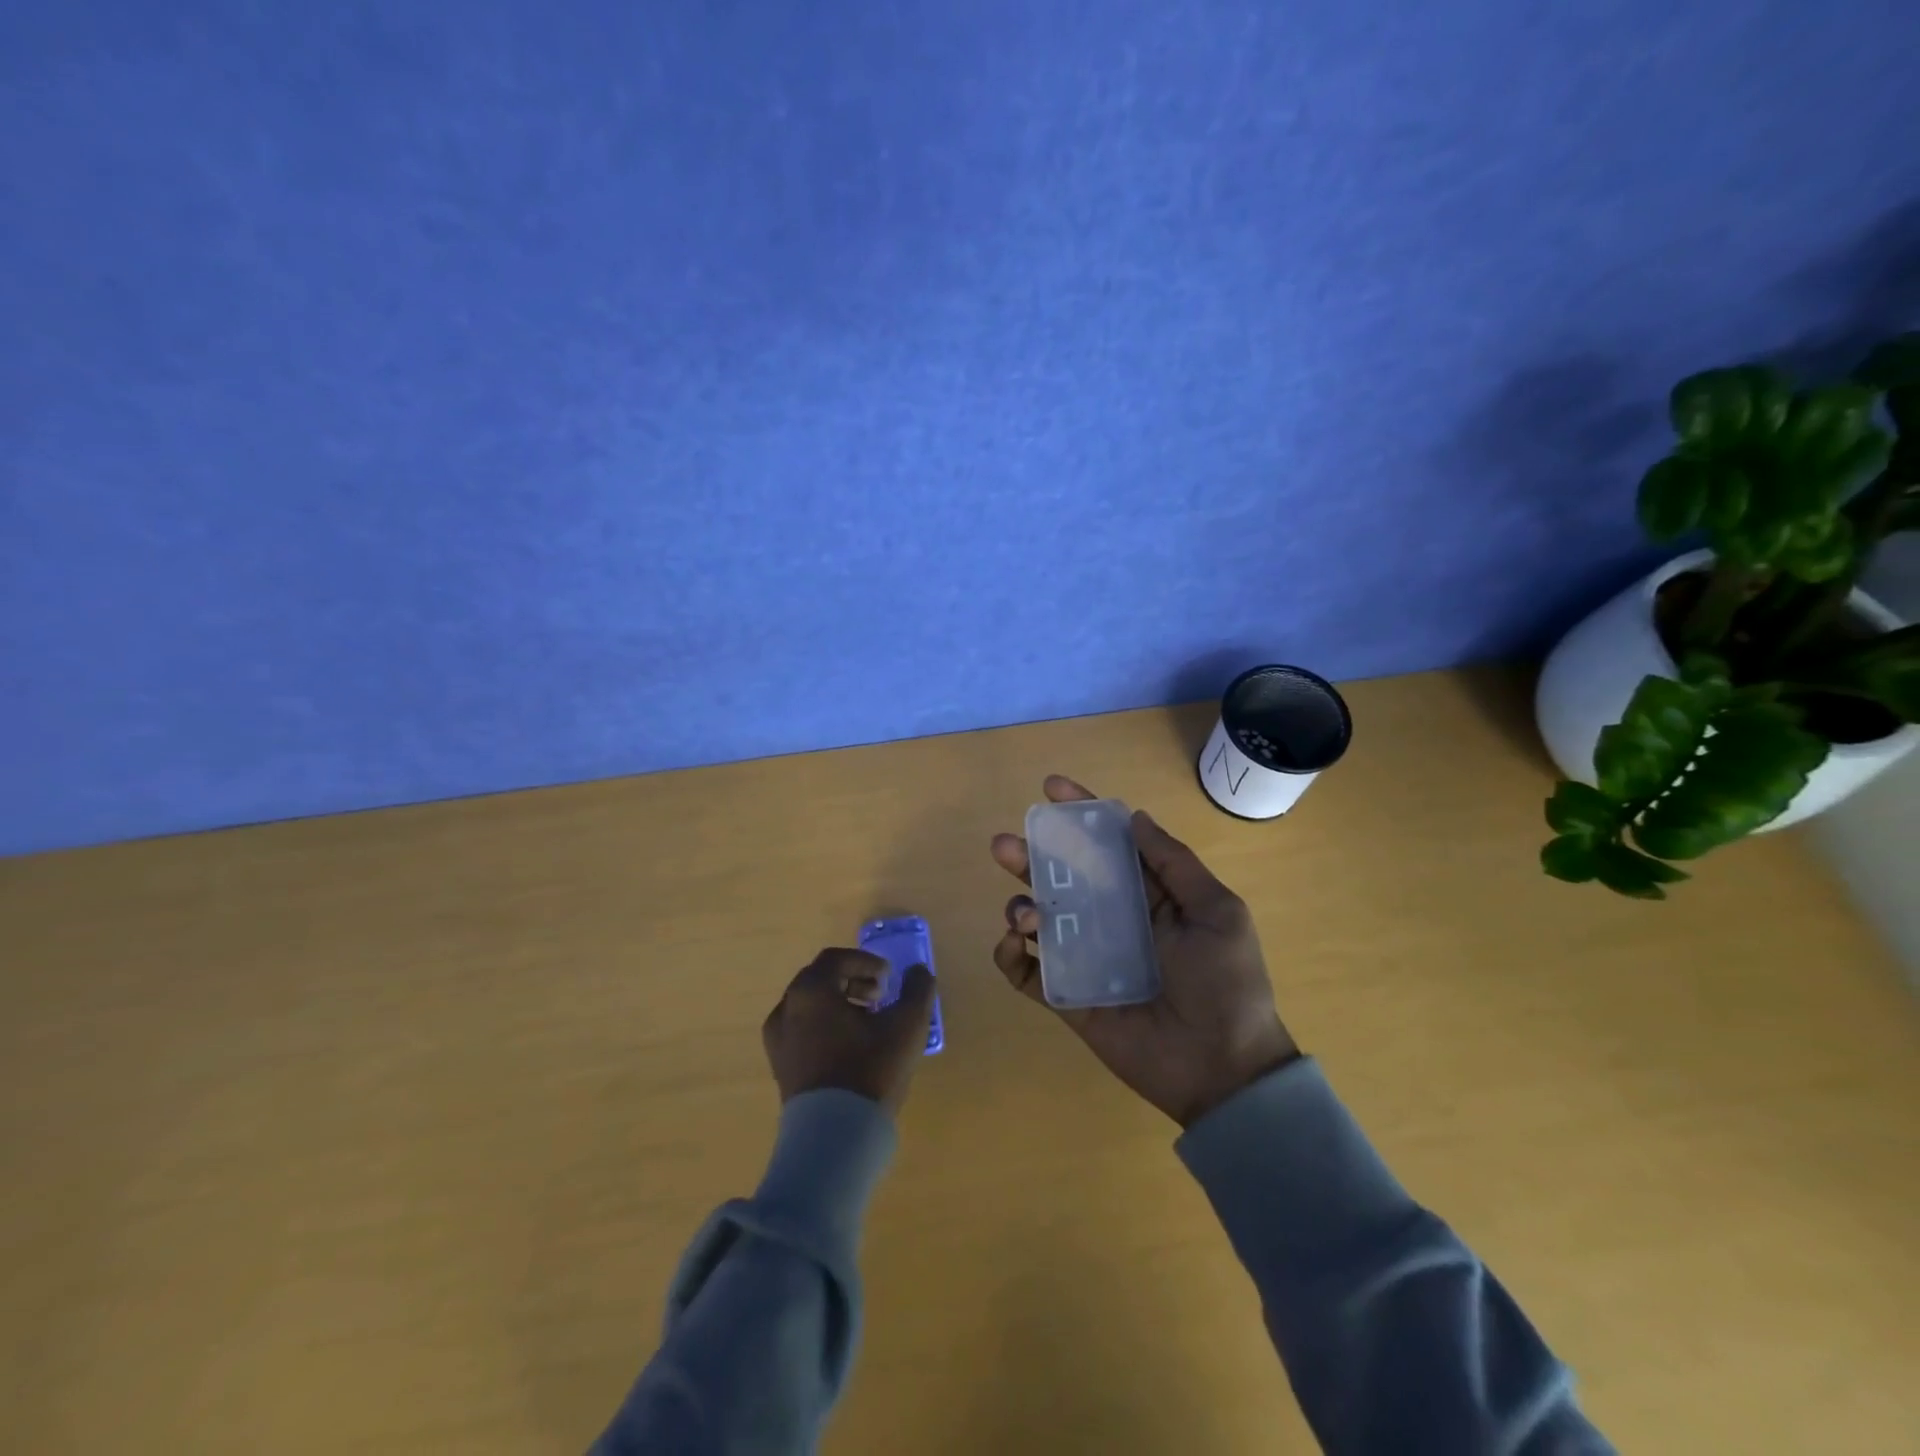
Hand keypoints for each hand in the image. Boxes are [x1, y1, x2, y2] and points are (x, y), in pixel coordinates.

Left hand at [762, 947, 936, 1114]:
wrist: (834, 1137)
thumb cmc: (869, 1071)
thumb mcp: (907, 1025)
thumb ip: (917, 990)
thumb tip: (918, 972)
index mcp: (811, 991)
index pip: (835, 959)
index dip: (866, 962)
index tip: (889, 979)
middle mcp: (787, 1008)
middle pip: (820, 979)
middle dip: (852, 981)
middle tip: (880, 997)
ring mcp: (778, 1040)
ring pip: (810, 1006)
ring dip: (839, 1004)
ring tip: (868, 1024)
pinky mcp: (780, 1067)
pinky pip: (802, 1030)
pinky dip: (825, 1026)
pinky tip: (850, 1049)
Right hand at [991, 775, 1299, 1127]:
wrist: (1223, 1069)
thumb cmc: (1226, 983)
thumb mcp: (1217, 912)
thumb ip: (1175, 863)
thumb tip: (1135, 817)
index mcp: (1148, 897)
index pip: (1107, 846)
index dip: (1079, 815)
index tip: (1050, 788)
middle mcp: (1112, 920)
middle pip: (1062, 878)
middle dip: (1031, 856)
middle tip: (1005, 844)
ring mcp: (1087, 958)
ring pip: (1039, 920)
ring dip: (1020, 906)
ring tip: (1025, 915)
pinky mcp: (1068, 997)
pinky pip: (1028, 973)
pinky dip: (1009, 956)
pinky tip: (1013, 945)